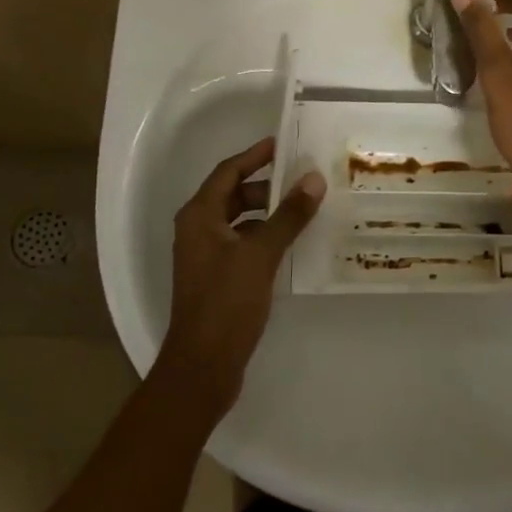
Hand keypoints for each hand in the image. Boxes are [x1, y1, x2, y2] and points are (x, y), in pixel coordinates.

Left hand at [162, 137, 324, 412]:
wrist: (203, 367)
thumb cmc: (226, 303)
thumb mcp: (260, 254)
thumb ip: (288, 216)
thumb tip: (313, 179)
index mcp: (199, 216)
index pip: (228, 172)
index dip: (255, 156)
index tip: (283, 144)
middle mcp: (198, 231)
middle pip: (234, 195)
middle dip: (267, 185)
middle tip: (303, 179)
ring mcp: (207, 257)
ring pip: (241, 222)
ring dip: (269, 213)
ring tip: (304, 208)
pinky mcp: (218, 279)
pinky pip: (244, 245)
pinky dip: (266, 237)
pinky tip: (293, 244)